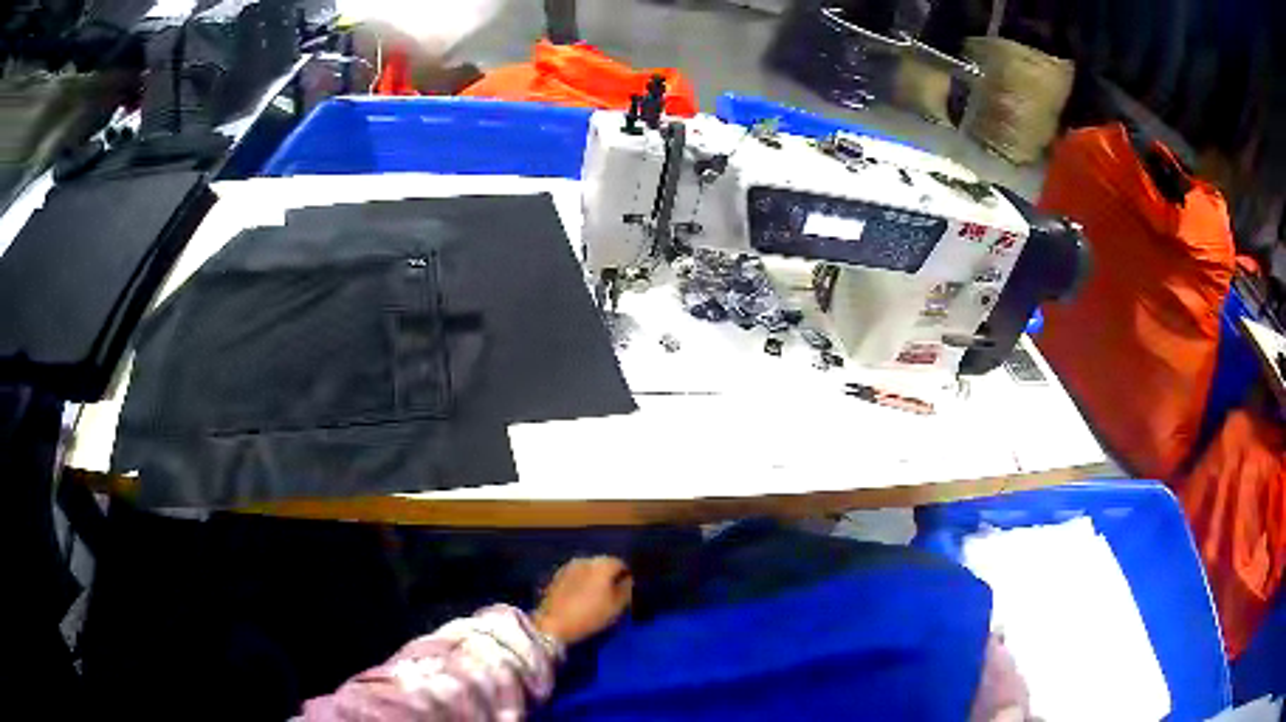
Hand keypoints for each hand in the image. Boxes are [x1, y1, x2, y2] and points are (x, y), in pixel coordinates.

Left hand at [533, 556, 632, 644]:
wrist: (553, 623)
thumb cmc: (590, 615)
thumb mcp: (616, 606)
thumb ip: (626, 589)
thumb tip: (627, 580)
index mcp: (601, 564)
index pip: (620, 563)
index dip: (626, 577)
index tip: (626, 591)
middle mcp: (584, 560)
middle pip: (603, 564)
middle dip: (608, 576)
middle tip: (612, 594)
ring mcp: (568, 566)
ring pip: (588, 569)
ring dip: (593, 579)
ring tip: (595, 596)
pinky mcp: (556, 576)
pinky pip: (575, 575)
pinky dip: (580, 582)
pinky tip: (580, 597)